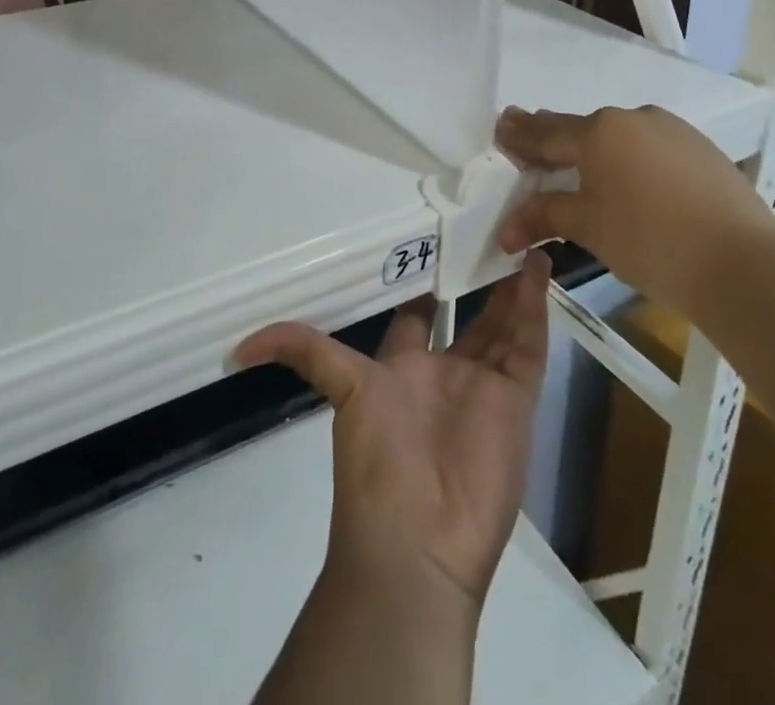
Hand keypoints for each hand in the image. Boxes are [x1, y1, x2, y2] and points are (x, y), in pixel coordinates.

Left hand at [235, 250, 550, 610]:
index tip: (434, 240)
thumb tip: (236, 348)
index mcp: (403, 369)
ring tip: (520, 238)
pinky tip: (538, 267)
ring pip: (502, 324)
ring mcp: (483, 386)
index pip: (416, 315)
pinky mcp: (516, 400)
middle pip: (467, 316)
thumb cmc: (377, 461)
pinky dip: (537, 309)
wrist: (418, 544)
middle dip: (477, 279)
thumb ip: (302, 352)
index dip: (425, 282)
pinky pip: (530, 346)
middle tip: (488, 231)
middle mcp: (445, 373)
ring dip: (512, 286)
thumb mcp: (340, 389)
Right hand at [494, 105, 770, 313]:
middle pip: (581, 129)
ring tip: (578, 165)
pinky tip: (630, 181)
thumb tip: (505, 230)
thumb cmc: (651, 242)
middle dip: (552, 137)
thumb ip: (544, 215)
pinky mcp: (702, 150)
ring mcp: (673, 131)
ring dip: (594, 149)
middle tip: (528, 139)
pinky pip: (650, 147)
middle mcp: (633, 118)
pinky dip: (630, 159)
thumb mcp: (588, 227)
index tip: (500, 126)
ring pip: (619, 136)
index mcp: (599, 131)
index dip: (519, 134)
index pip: (545, 132)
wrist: (745, 266)